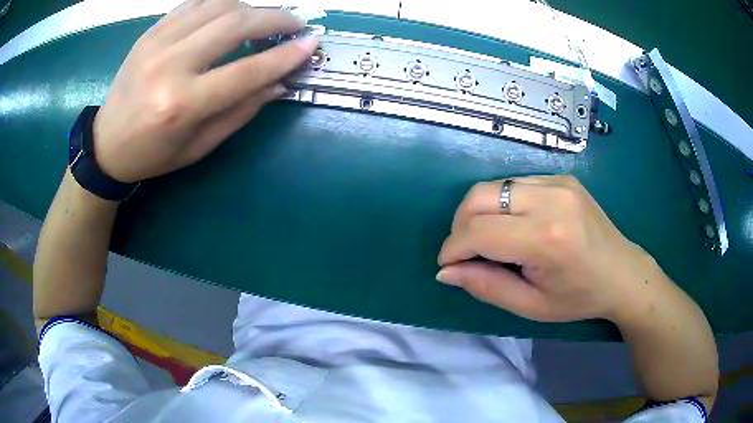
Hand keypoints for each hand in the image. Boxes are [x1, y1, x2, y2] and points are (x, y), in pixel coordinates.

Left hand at [92, 0, 317, 182]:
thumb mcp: (199, 146)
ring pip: (218, 4)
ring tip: (263, 19)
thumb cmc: (153, 153)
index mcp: (181, 104)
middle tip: (294, 23)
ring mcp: (157, 42)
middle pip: (235, 24)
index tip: (311, 43)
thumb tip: (279, 82)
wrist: (106, 144)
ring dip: (250, 7)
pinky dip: (222, 2)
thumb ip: (241, 111)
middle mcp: (170, 65)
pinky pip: (195, 2)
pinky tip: (232, 12)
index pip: (246, 70)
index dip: (285, 54)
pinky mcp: (151, 31)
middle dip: (274, 18)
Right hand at [437, 175, 655, 322]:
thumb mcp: (531, 306)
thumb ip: (485, 286)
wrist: (622, 273)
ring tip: (487, 239)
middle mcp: (551, 200)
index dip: (453, 248)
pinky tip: (513, 225)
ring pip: (493, 185)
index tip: (447, 265)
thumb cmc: (578, 297)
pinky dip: (501, 203)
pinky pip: (514, 183)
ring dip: (478, 212)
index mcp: (546, 238)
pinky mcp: (561, 177)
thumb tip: (446, 272)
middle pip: (479, 197)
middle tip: (464, 252)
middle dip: (459, 225)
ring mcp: (558, 182)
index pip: (479, 231)